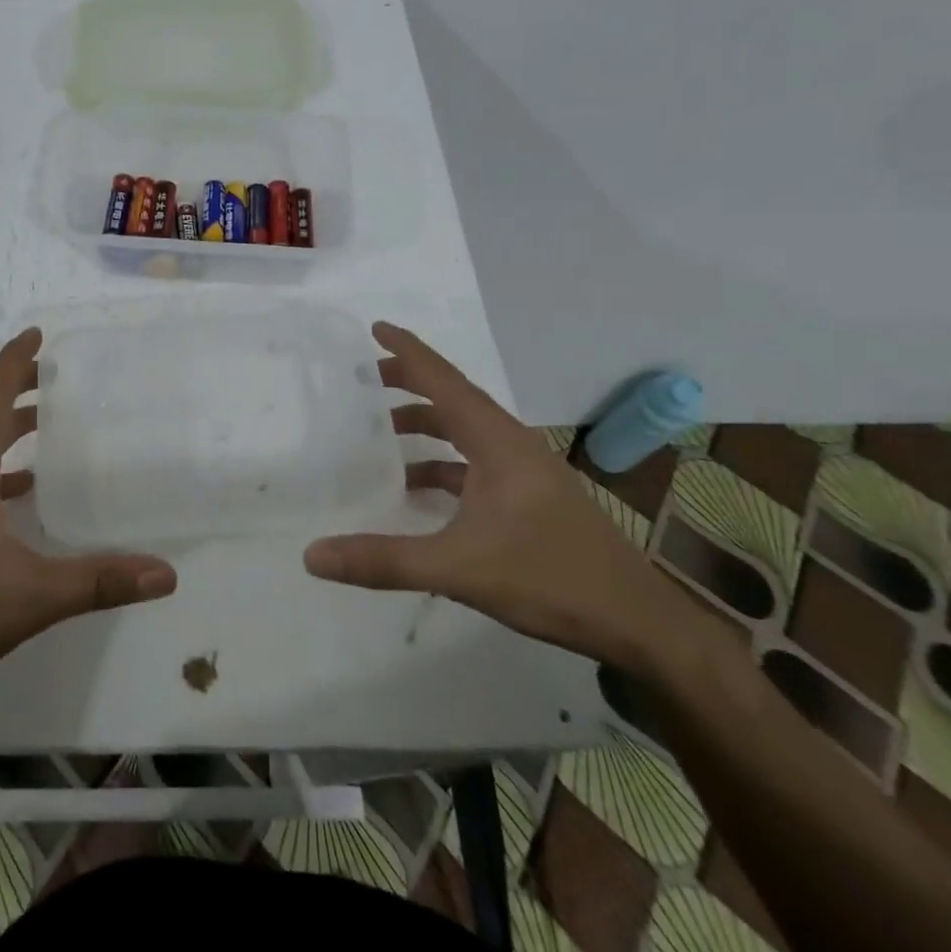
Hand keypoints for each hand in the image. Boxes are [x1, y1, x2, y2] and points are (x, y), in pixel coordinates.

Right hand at [303, 322, 687, 671]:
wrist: (638, 624)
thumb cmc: (551, 578)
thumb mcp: (459, 568)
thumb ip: (384, 559)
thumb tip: (313, 554)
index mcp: (498, 441)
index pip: (445, 381)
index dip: (408, 352)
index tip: (375, 327)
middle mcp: (510, 446)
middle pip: (452, 399)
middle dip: (408, 384)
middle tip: (362, 379)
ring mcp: (522, 473)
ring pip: (463, 433)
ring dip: (423, 426)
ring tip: (379, 431)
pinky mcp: (526, 500)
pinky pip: (471, 465)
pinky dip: (439, 464)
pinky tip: (413, 487)